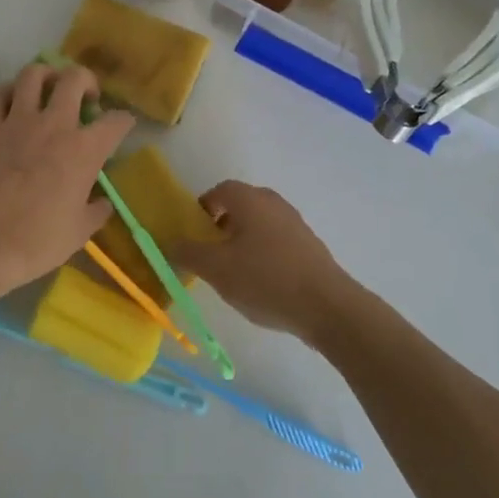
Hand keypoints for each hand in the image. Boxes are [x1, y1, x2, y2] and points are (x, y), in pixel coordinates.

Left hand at [0, 63, 132, 294]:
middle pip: (74, 78)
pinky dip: (8, 91)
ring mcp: (18, 122)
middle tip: (86, 97)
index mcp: (85, 150)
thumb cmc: (38, 241)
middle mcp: (55, 125)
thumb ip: (95, 210)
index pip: (116, 121)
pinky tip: (13, 102)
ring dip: (46, 75)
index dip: (124, 120)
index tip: (123, 125)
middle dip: (86, 81)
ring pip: (34, 74)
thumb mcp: (80, 231)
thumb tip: (101, 202)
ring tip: (49, 88)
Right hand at [168, 182, 359, 345]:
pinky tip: (261, 283)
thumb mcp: (216, 269)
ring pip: (259, 224)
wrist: (327, 307)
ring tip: (234, 272)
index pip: (220, 190)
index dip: (202, 208)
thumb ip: (188, 252)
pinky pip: (276, 241)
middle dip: (221, 225)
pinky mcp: (310, 247)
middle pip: (241, 206)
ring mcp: (296, 224)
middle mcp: (274, 204)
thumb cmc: (265, 279)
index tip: (194, 233)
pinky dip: (263, 254)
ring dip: (242, 241)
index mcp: (251, 200)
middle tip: (211, 253)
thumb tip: (171, 242)